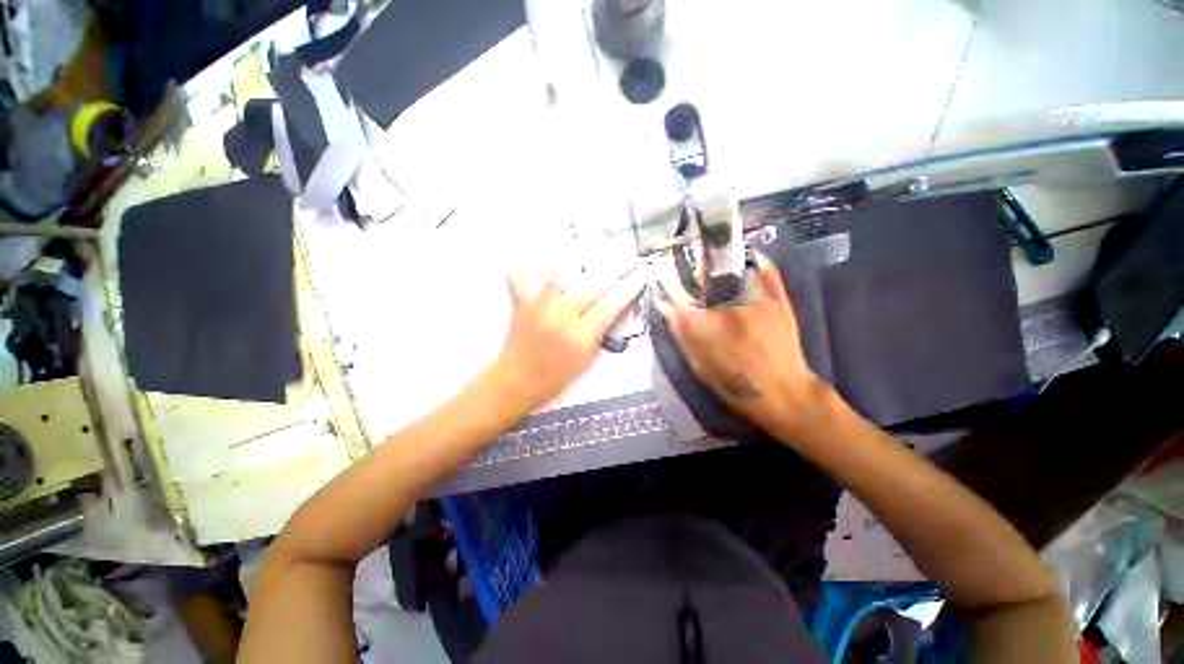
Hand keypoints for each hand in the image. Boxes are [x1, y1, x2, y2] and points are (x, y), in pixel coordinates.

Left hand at [495, 269, 645, 409]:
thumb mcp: (585, 361)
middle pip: (590, 288)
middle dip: (608, 273)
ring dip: (568, 272)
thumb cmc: (555, 377)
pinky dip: (521, 276)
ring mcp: (541, 308)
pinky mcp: (521, 306)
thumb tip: (608, 313)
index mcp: (581, 335)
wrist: (517, 381)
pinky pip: (519, 283)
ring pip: (558, 277)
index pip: (609, 307)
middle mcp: (563, 316)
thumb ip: (597, 335)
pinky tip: (525, 272)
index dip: (626, 291)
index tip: (637, 276)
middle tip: (618, 262)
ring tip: (572, 266)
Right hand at [655, 252, 829, 438]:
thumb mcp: (699, 364)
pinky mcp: (779, 300)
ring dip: (720, 266)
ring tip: (716, 273)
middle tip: (693, 282)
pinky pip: (767, 270)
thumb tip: (664, 305)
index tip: (667, 282)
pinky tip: (746, 261)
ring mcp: (757, 300)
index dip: (671, 284)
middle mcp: (730, 306)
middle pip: (706, 274)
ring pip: (734, 267)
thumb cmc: (735, 384)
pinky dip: (755, 261)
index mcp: (707, 325)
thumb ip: (681, 332)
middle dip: (694, 274)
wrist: (783, 392)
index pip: (681, 292)